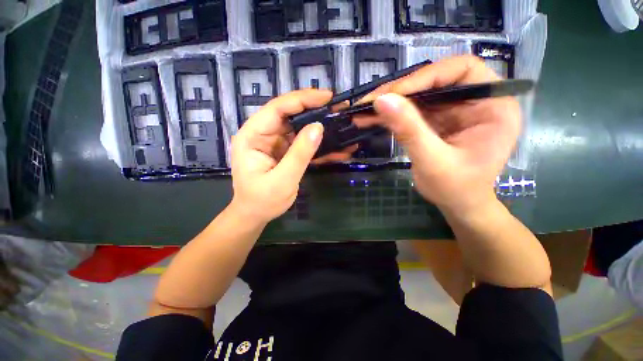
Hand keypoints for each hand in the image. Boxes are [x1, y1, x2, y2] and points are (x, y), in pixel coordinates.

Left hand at [230, 89, 350, 222]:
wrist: (255, 215)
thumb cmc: (262, 200)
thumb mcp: (282, 179)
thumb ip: (299, 154)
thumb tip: (318, 127)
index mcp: (252, 136)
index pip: (277, 109)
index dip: (302, 99)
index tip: (327, 97)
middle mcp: (262, 134)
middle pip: (290, 115)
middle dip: (315, 111)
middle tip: (338, 109)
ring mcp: (275, 143)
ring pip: (299, 128)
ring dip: (320, 128)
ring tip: (341, 125)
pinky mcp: (284, 152)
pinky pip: (302, 143)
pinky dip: (318, 145)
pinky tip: (336, 148)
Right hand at [354, 56, 520, 213]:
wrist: (458, 205)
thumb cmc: (456, 188)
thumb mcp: (433, 161)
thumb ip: (409, 130)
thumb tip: (381, 100)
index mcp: (494, 105)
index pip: (461, 71)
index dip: (425, 77)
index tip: (393, 94)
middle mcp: (476, 101)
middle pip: (435, 81)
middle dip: (399, 91)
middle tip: (370, 101)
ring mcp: (455, 110)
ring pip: (419, 95)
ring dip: (390, 102)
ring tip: (364, 110)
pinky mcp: (438, 121)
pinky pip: (413, 110)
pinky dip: (392, 114)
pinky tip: (373, 118)